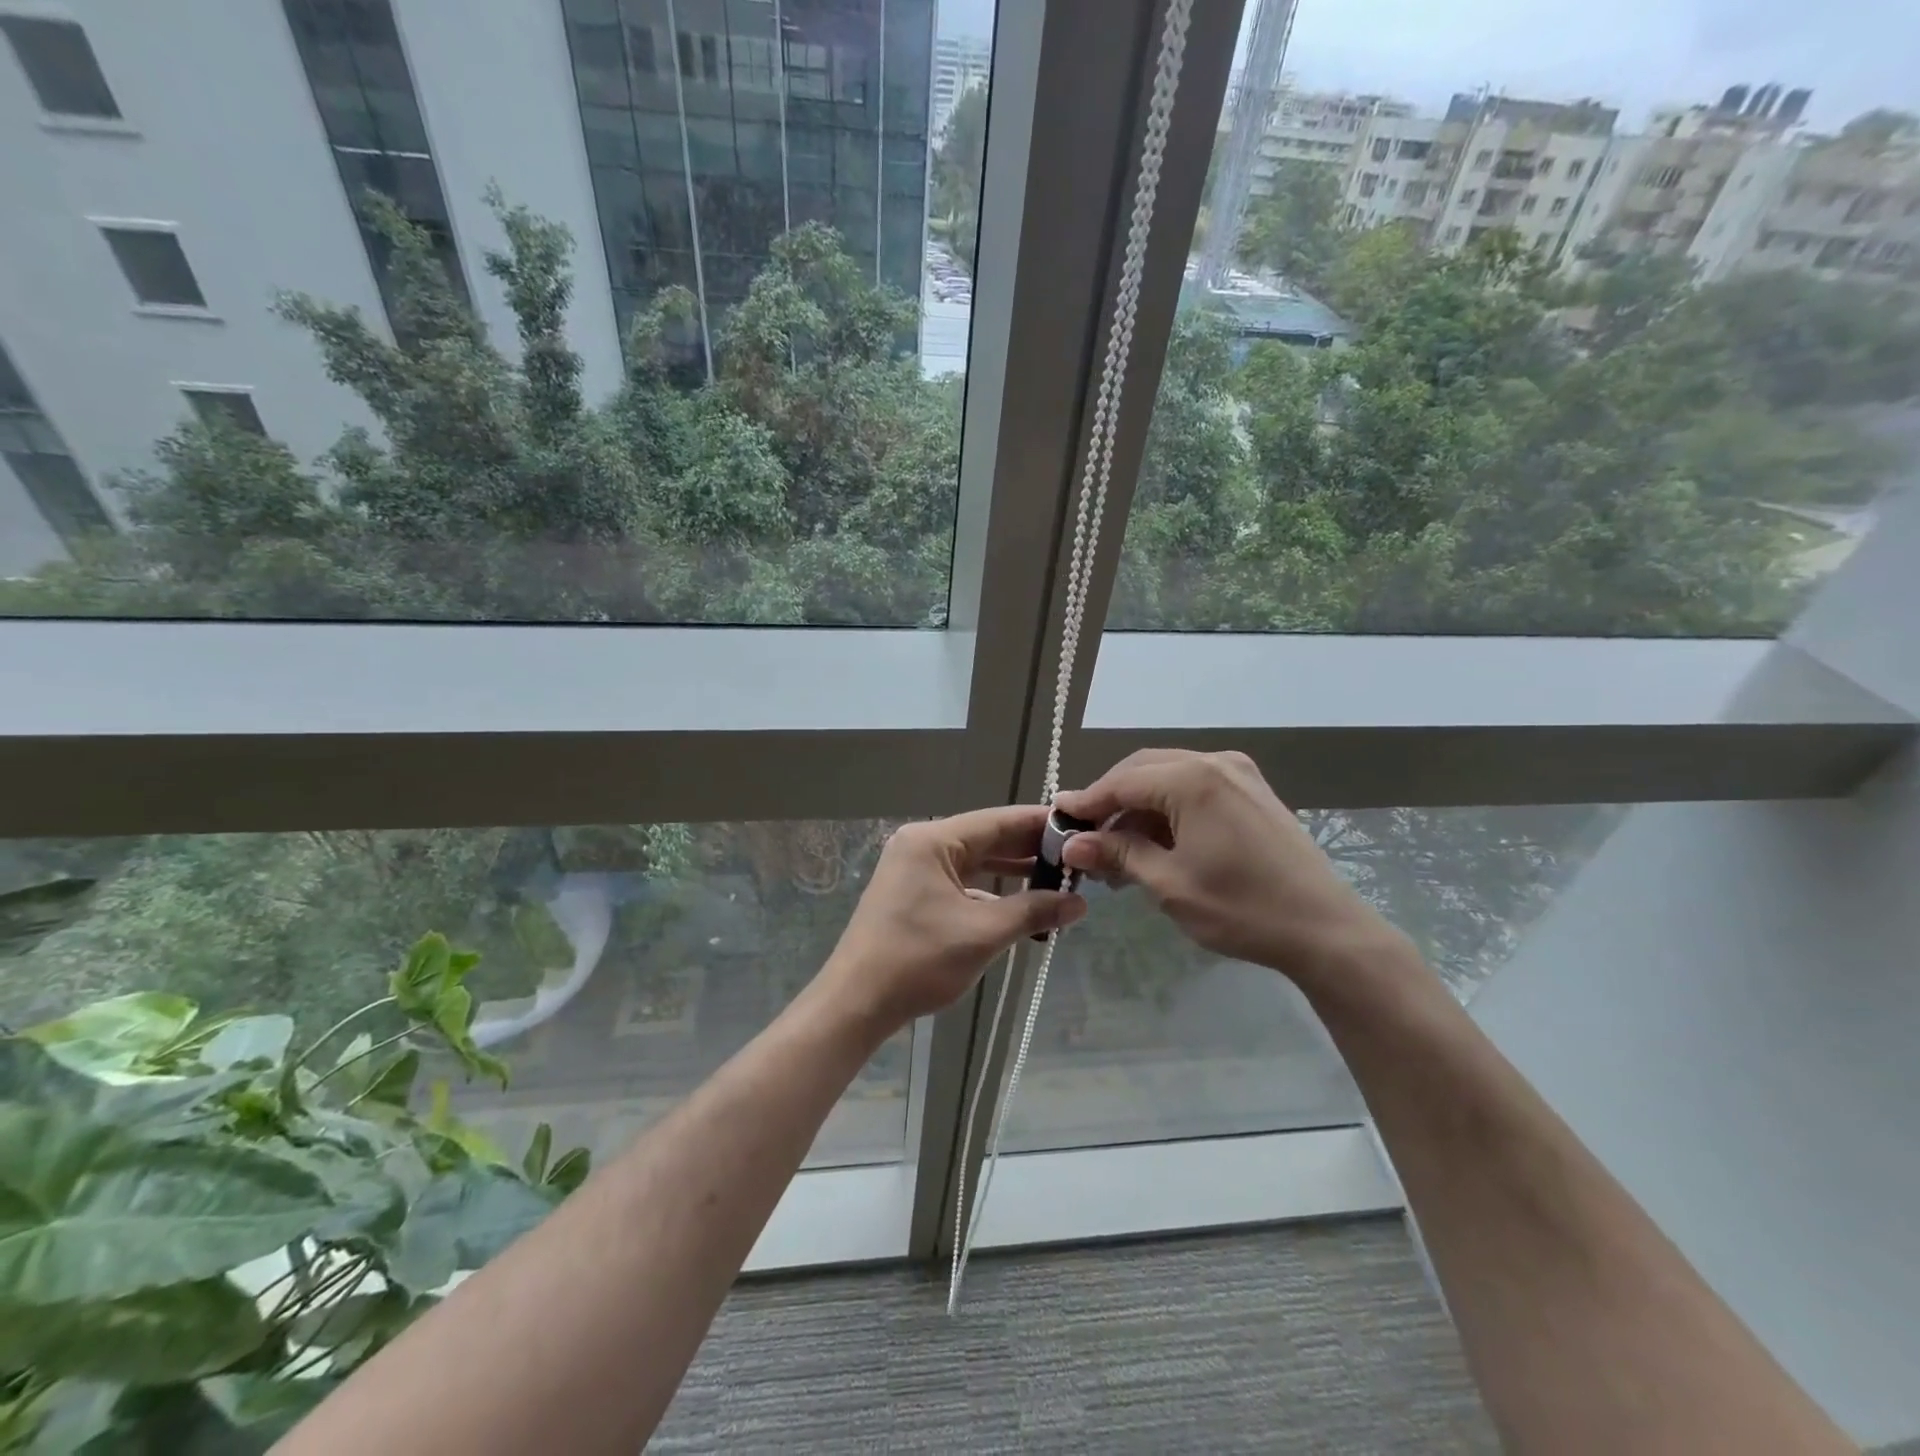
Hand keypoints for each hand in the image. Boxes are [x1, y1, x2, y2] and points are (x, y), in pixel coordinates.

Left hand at [821, 806, 1087, 1030]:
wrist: (856, 1003)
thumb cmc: (918, 960)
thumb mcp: (983, 933)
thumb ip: (1034, 911)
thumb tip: (1080, 903)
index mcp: (932, 841)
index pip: (997, 821)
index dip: (1040, 824)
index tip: (1080, 827)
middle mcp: (922, 846)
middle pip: (986, 839)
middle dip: (1030, 850)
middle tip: (1077, 857)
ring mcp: (914, 871)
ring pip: (975, 863)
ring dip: (1013, 873)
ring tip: (1059, 880)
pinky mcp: (913, 895)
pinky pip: (961, 883)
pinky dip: (990, 892)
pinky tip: (1021, 906)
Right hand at [1056, 750, 1406, 983]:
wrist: (1325, 930)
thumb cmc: (1241, 909)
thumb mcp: (1169, 884)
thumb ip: (1118, 854)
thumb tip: (1072, 843)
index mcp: (1193, 779)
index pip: (1122, 781)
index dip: (1087, 801)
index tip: (1058, 819)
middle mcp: (1215, 763)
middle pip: (1143, 769)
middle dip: (1111, 800)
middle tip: (1085, 836)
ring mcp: (1239, 774)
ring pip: (1168, 776)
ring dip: (1138, 806)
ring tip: (1117, 849)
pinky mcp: (1252, 791)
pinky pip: (1195, 786)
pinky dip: (1167, 808)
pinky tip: (1155, 840)